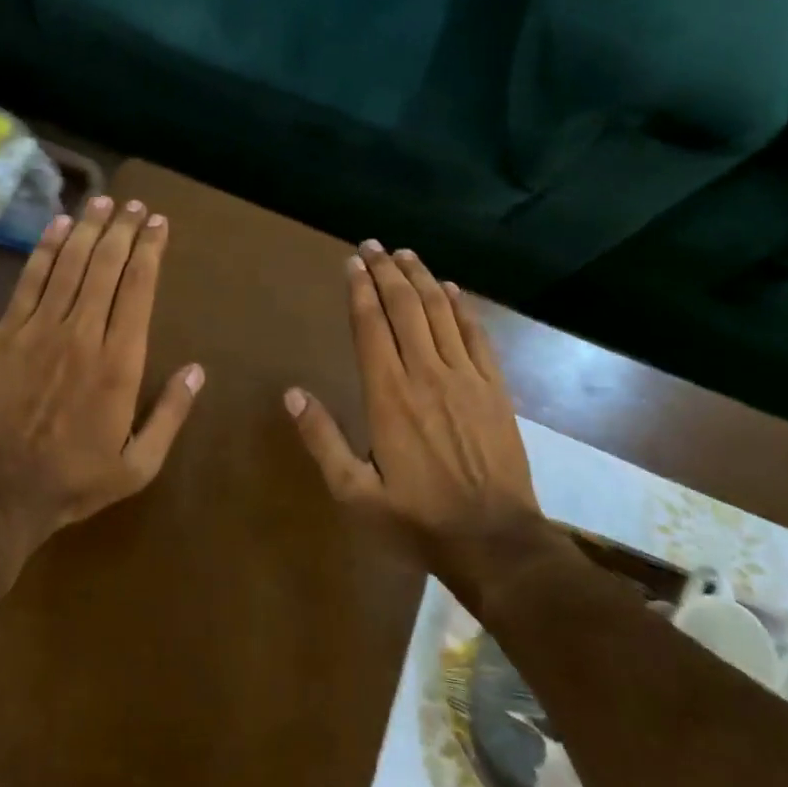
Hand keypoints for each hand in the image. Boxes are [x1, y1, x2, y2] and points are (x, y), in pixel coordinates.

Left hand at [0, 195, 203, 544]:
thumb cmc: (74, 480)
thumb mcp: (138, 465)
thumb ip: (171, 415)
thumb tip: (197, 370)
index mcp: (119, 362)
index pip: (138, 288)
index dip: (150, 250)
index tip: (159, 224)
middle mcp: (82, 333)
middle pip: (106, 265)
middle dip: (123, 229)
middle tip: (135, 205)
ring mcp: (40, 329)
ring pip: (70, 264)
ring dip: (89, 228)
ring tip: (103, 200)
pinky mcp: (7, 333)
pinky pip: (30, 280)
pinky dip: (46, 249)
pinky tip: (59, 225)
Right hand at [284, 241, 538, 549]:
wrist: (494, 541)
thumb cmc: (416, 518)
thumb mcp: (355, 492)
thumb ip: (322, 439)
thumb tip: (292, 393)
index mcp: (388, 395)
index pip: (371, 326)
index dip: (360, 290)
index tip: (352, 262)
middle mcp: (426, 374)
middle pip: (404, 308)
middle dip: (386, 272)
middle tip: (373, 245)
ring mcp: (466, 378)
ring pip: (440, 313)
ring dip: (421, 279)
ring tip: (405, 254)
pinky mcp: (495, 389)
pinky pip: (477, 335)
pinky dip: (462, 307)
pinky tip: (451, 289)